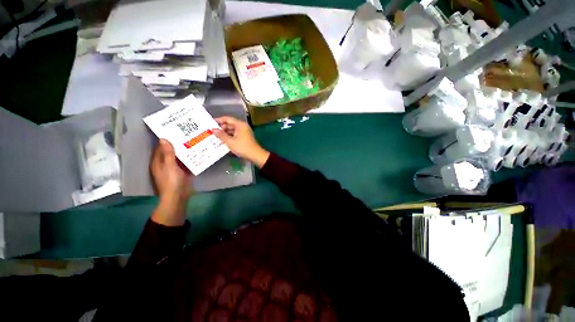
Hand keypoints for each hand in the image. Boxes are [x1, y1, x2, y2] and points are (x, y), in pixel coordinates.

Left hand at [150, 139, 192, 225]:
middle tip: (188, 134)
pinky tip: (199, 152)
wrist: (179, 196)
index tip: (175, 130)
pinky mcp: (184, 172)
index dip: (166, 139)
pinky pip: (188, 163)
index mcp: (159, 162)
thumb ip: (168, 153)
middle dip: (179, 144)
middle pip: (172, 151)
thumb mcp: (169, 166)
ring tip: (195, 140)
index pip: (161, 147)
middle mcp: (166, 163)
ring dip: (186, 150)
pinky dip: (192, 158)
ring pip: (181, 157)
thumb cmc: (171, 181)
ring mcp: (176, 168)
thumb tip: (163, 139)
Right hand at [213, 116, 269, 167]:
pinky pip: (235, 134)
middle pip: (230, 124)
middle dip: (221, 128)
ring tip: (215, 137)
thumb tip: (213, 129)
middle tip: (212, 132)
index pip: (227, 119)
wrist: (255, 155)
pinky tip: (223, 140)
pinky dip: (230, 136)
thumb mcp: (230, 141)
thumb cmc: (242, 147)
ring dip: (225, 133)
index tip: (210, 123)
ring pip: (232, 130)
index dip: (218, 120)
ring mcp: (244, 132)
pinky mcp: (245, 137)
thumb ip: (221, 135)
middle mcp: (242, 126)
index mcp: (240, 124)